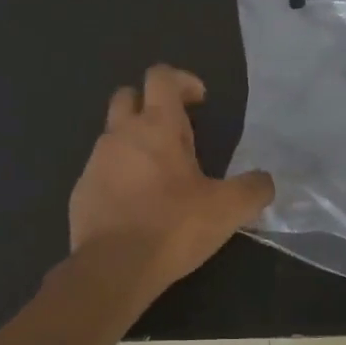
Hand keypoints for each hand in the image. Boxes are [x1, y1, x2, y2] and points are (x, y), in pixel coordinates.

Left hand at [69, 65, 274, 295]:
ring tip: (159, 176)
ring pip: (113, 135)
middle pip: (127, 96)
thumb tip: (265, 181)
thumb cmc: (172, 227)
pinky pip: (101, 170)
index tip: (199, 101)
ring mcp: (95, 161)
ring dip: (134, 143)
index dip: (182, 80)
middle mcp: (121, 134)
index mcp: (157, 126)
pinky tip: (136, 205)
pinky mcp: (81, 190)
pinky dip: (119, 175)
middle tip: (175, 134)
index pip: (161, 77)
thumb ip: (253, 189)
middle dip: (149, 104)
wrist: (113, 268)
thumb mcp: (227, 210)